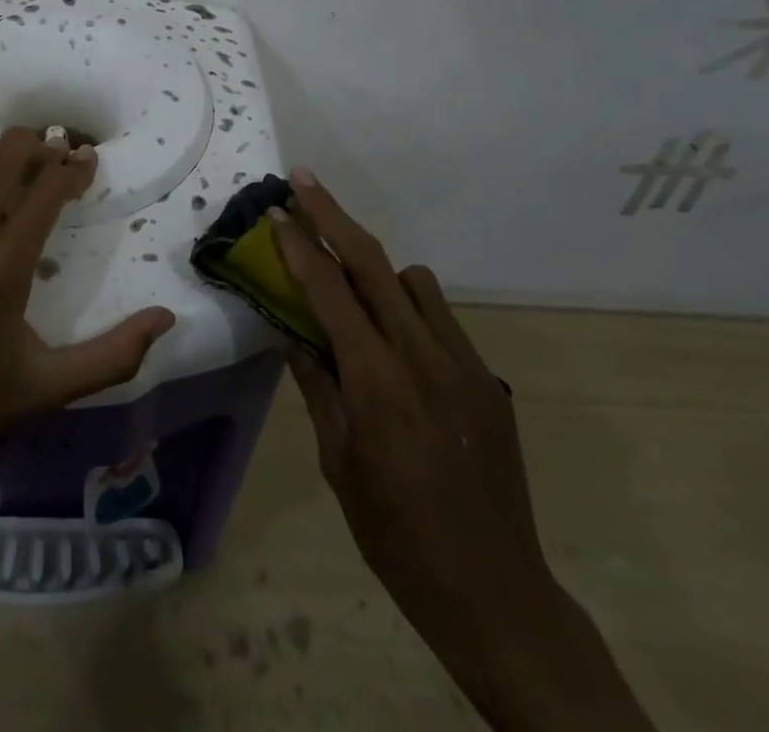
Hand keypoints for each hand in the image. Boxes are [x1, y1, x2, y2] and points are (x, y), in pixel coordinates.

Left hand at [0, 124, 176, 490]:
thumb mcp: (46, 389)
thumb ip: (112, 356)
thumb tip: (167, 318)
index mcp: (5, 264)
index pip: (51, 186)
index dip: (76, 167)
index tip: (87, 166)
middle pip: (12, 152)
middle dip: (43, 149)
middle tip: (52, 166)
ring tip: (9, 168)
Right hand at [271, 169, 651, 729]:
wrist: (493, 588)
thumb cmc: (395, 533)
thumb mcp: (338, 463)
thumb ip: (317, 387)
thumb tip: (292, 334)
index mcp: (377, 381)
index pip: (329, 292)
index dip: (299, 246)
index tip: (276, 211)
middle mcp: (422, 355)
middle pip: (372, 262)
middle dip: (333, 215)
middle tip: (304, 179)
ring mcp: (462, 362)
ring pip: (413, 281)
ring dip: (376, 269)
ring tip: (352, 294)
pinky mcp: (486, 377)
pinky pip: (440, 316)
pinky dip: (410, 308)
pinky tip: (397, 344)